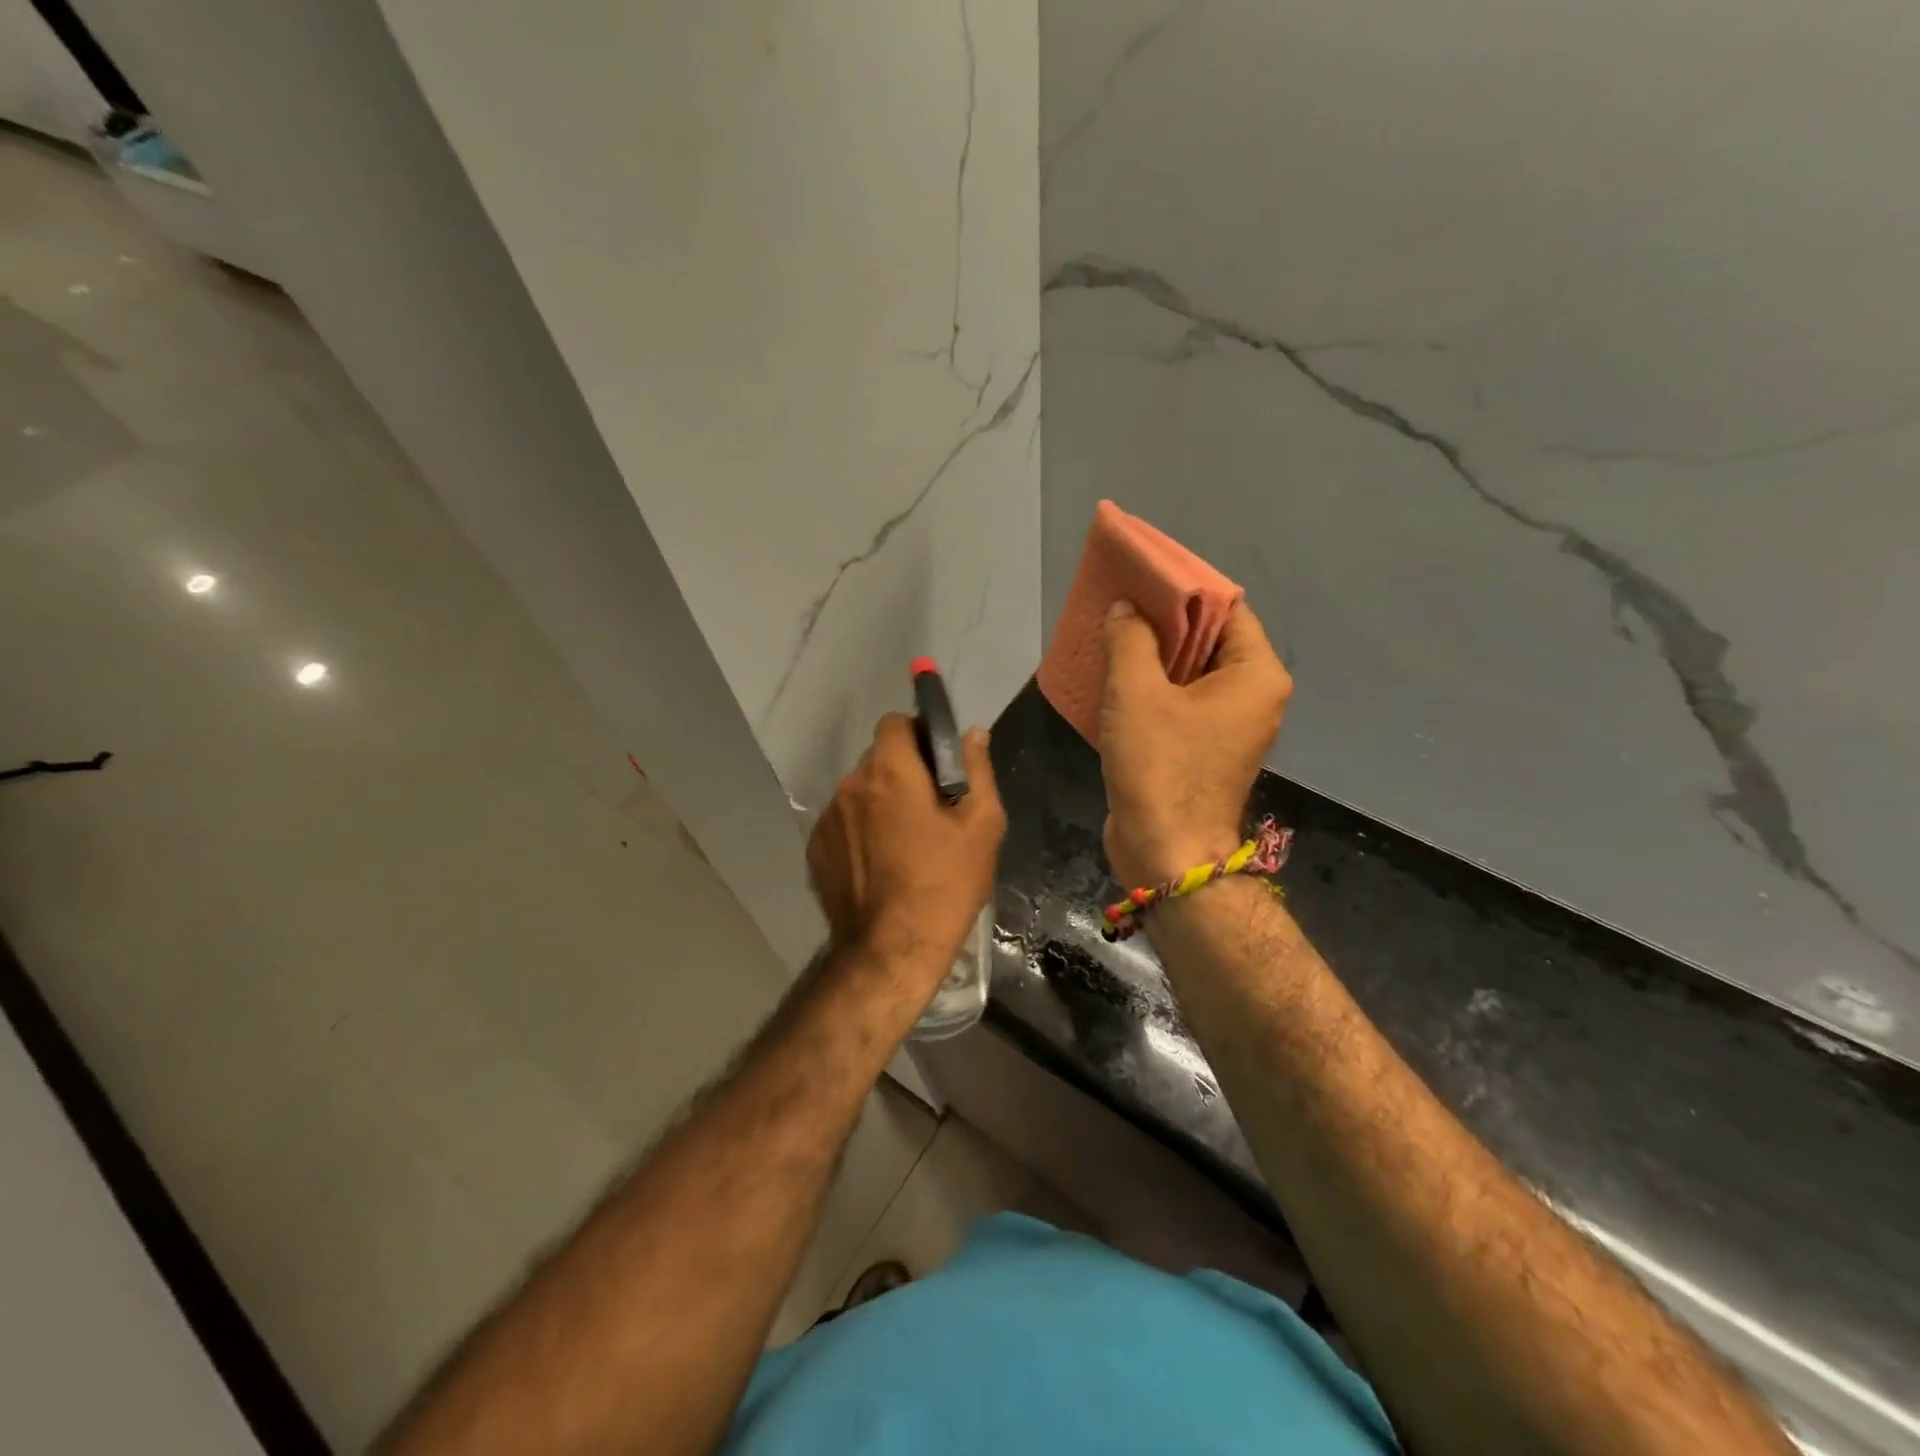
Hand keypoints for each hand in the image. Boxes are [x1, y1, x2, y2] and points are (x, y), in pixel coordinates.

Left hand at [806, 714, 1005, 980]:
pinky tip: (881, 865)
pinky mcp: (815, 849)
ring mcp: (827, 819)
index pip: (894, 722)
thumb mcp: (982, 825)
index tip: (937, 762)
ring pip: (859, 792)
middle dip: (903, 772)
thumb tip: (973, 733)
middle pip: (878, 759)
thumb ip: (977, 769)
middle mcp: (851, 786)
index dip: (917, 734)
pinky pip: (843, 824)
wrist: (892, 950)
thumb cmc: (946, 884)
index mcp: (891, 772)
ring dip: (880, 803)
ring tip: (905, 844)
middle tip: (931, 809)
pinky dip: (861, 832)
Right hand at [1099, 600, 1292, 887]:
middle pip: (1210, 638)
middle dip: (1164, 620)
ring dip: (1154, 654)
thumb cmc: (1160, 766)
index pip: (1227, 607)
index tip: (1142, 577)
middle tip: (1120, 602)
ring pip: (1192, 671)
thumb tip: (1126, 609)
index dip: (1184, 588)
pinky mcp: (1206, 747)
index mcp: (1256, 674)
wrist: (1166, 851)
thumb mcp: (1136, 692)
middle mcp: (1254, 695)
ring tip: (1112, 633)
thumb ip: (1131, 639)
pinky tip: (1117, 676)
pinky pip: (1182, 701)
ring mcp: (1231, 724)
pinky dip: (1154, 686)